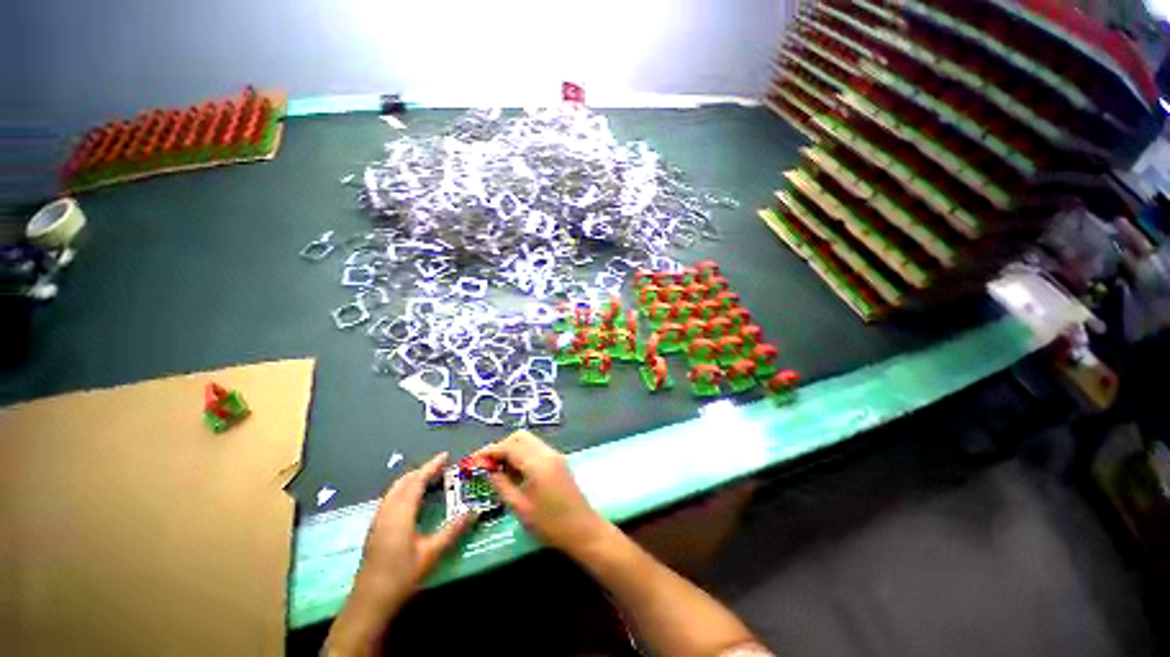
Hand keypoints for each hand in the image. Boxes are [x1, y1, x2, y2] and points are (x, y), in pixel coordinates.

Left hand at [357, 452, 476, 605]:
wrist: (368, 604)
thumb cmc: (401, 577)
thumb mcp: (431, 554)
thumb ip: (453, 530)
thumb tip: (474, 512)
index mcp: (400, 514)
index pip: (416, 481)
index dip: (431, 467)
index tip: (445, 456)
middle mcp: (387, 512)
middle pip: (403, 482)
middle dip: (421, 471)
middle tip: (440, 468)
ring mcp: (378, 521)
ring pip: (394, 491)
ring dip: (411, 480)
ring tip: (429, 480)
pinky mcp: (375, 530)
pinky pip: (390, 500)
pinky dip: (403, 491)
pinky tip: (412, 502)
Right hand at [478, 431, 610, 556]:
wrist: (583, 529)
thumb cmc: (550, 523)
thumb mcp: (520, 507)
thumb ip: (502, 485)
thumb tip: (487, 470)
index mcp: (537, 463)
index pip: (509, 446)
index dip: (489, 451)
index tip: (473, 460)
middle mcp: (547, 452)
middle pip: (519, 437)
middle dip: (501, 446)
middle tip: (487, 465)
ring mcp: (555, 455)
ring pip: (528, 441)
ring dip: (512, 449)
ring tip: (498, 470)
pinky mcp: (558, 460)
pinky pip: (536, 449)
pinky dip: (523, 454)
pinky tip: (515, 472)